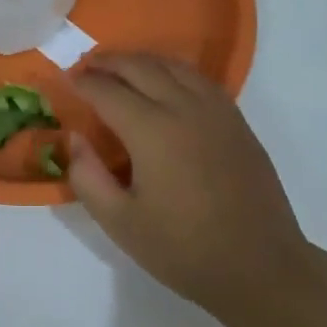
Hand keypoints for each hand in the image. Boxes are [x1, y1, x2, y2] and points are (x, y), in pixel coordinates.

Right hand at [69, 53, 314, 321]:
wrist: (260, 266)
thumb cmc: (184, 249)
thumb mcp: (121, 223)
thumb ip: (87, 177)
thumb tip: (75, 138)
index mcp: (152, 131)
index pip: (108, 91)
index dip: (83, 83)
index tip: (66, 80)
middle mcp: (184, 108)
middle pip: (141, 67)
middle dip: (110, 62)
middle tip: (87, 66)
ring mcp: (216, 111)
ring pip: (174, 66)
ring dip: (142, 61)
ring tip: (122, 68)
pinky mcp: (237, 121)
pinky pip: (199, 79)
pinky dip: (173, 70)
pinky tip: (166, 83)